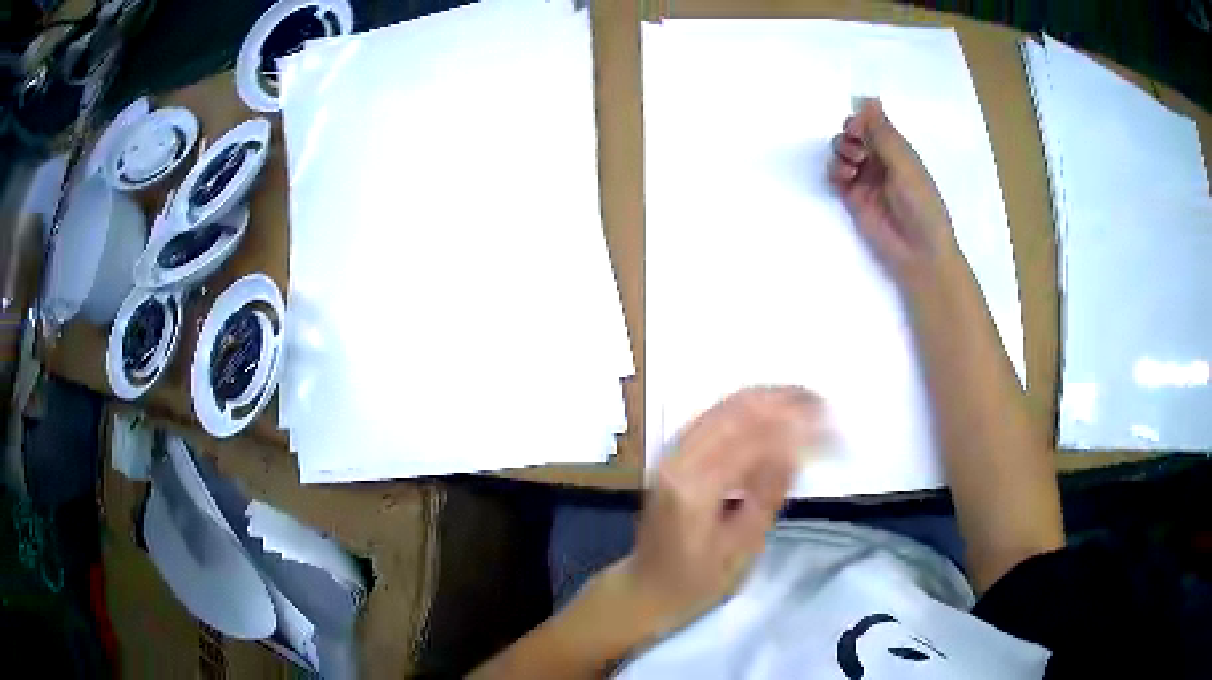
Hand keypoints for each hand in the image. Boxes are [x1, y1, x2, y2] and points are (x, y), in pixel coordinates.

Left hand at [614, 387, 824, 638]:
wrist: (647, 587)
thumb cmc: (697, 581)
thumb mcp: (741, 549)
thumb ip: (766, 496)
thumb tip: (796, 449)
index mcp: (694, 490)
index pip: (751, 441)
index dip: (795, 428)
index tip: (830, 425)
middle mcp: (677, 460)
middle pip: (735, 413)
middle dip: (782, 402)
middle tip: (822, 403)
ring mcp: (669, 454)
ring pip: (722, 408)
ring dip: (766, 399)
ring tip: (805, 399)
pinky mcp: (671, 455)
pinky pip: (711, 417)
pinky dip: (744, 407)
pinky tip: (770, 408)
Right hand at [829, 99, 959, 289]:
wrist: (918, 252)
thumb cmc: (921, 205)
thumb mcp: (905, 164)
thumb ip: (883, 132)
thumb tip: (868, 98)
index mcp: (898, 149)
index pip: (873, 122)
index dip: (861, 119)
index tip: (857, 125)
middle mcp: (881, 160)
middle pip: (854, 134)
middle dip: (850, 134)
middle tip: (856, 146)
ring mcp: (866, 179)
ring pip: (843, 151)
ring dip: (842, 150)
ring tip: (854, 166)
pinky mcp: (852, 197)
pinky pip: (835, 175)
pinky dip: (836, 170)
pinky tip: (846, 177)